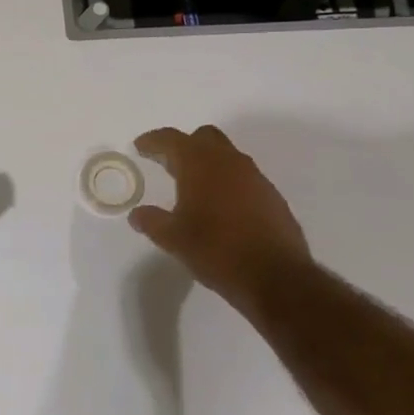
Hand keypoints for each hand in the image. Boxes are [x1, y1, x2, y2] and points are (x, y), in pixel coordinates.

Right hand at [128, 125, 311, 308]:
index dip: (153, 141)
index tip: (140, 146)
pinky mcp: (272, 196)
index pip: (172, 139)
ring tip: (193, 187)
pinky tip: (220, 207)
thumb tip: (137, 214)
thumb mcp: (174, 239)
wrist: (276, 277)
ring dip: (208, 163)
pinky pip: (243, 177)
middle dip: (184, 145)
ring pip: (227, 156)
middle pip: (204, 137)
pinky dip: (227, 182)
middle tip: (167, 164)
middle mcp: (229, 162)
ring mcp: (255, 177)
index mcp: (200, 165)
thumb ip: (152, 221)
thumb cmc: (216, 251)